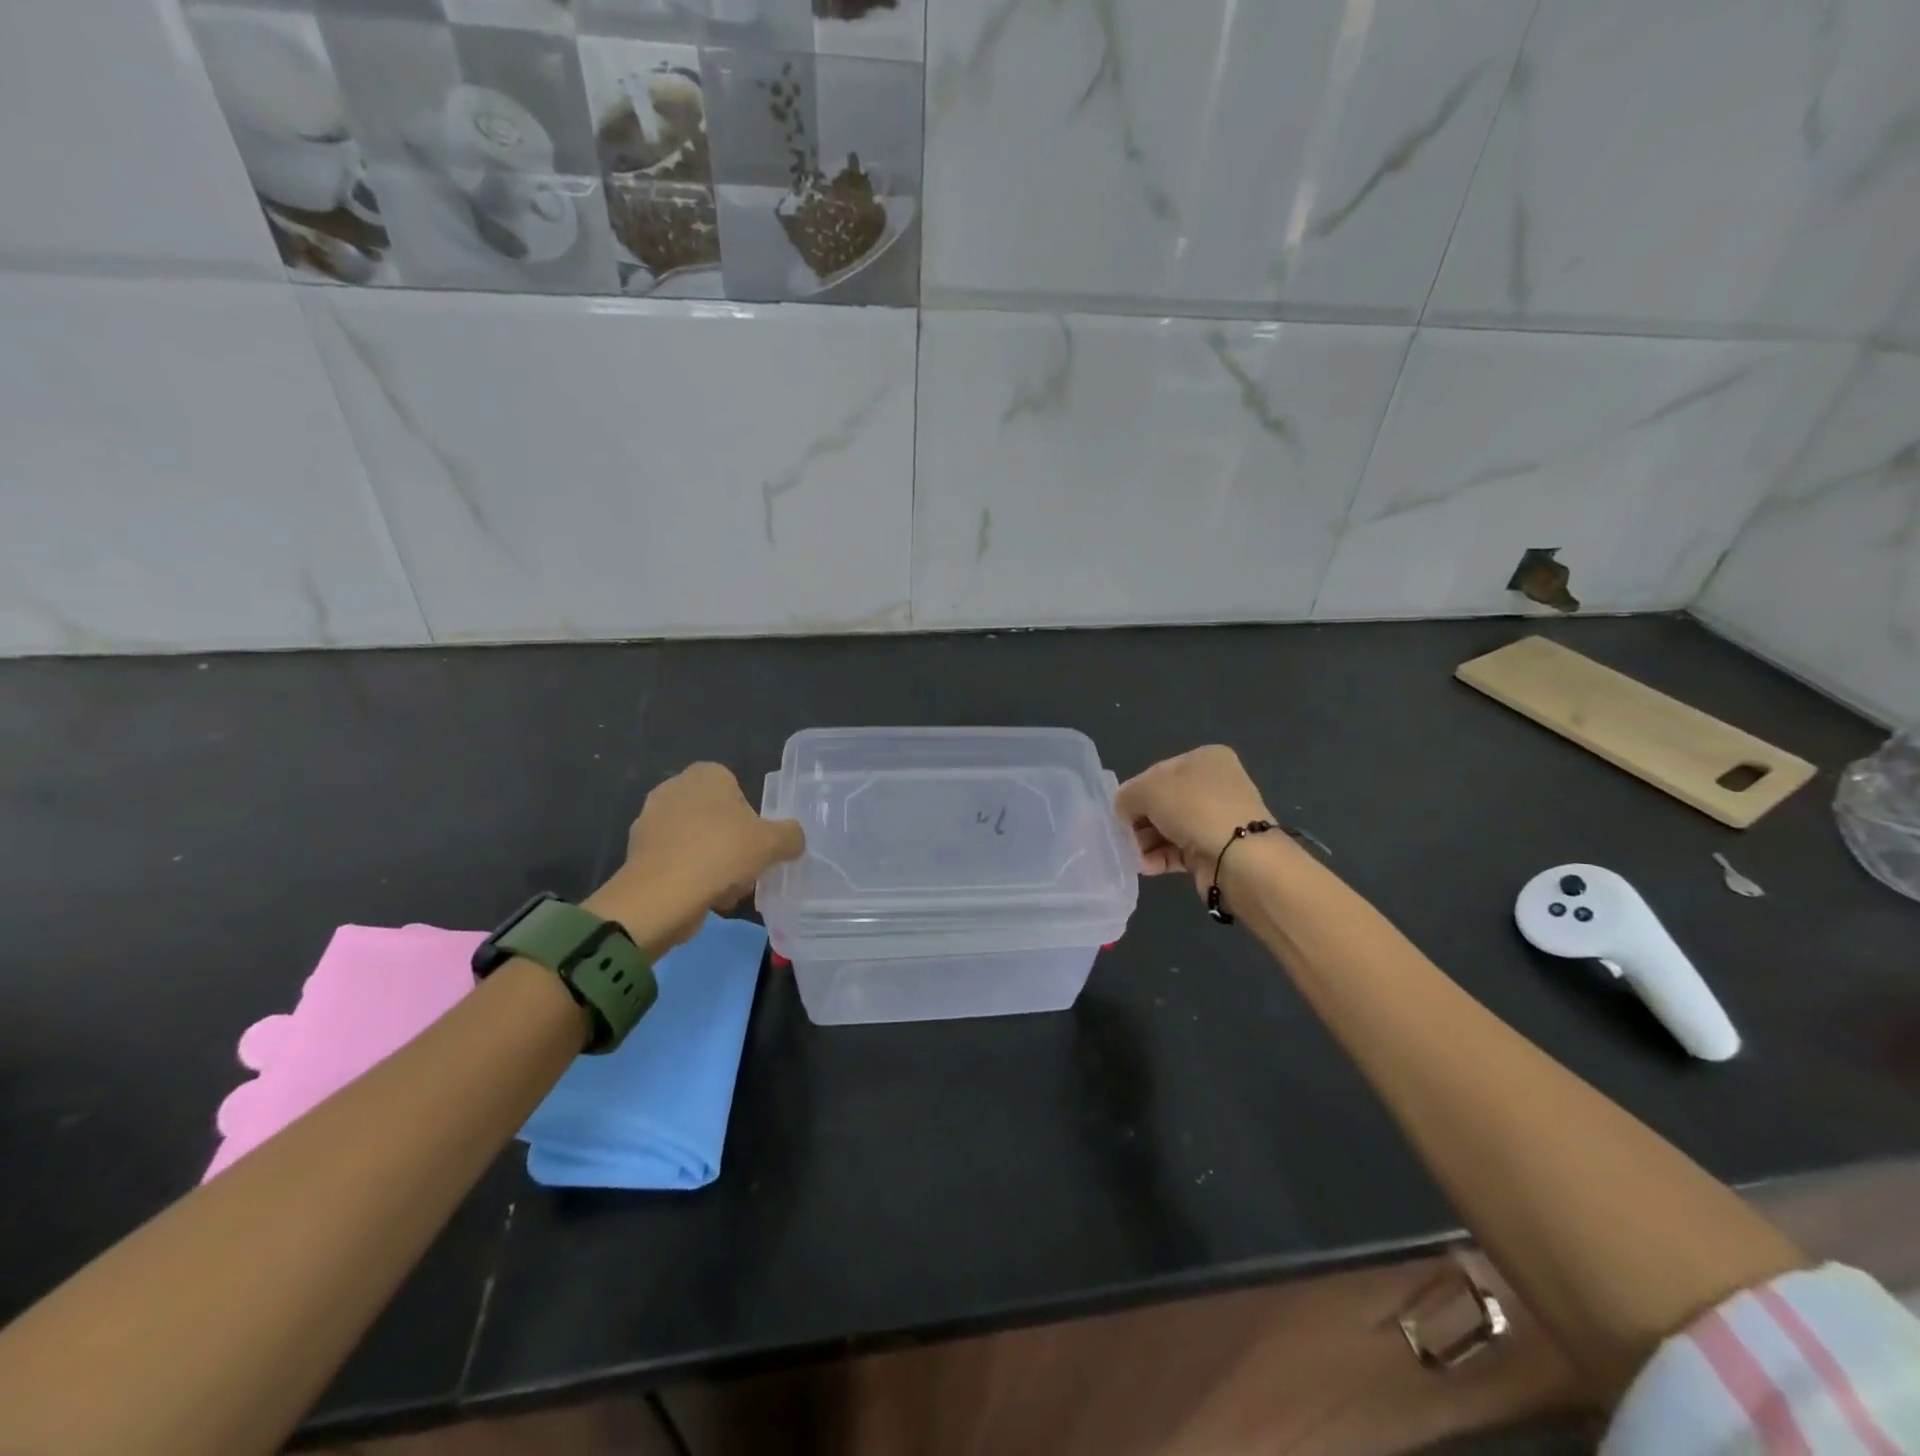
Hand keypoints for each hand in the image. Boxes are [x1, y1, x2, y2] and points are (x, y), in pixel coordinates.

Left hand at [587, 763, 804, 955]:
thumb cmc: (721, 853)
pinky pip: (676, 862)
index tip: (757, 844)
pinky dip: (689, 877)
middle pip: (717, 818)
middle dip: (731, 844)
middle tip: (746, 870)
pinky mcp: (637, 853)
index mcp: (705, 774)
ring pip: (697, 842)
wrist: (661, 895)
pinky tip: (702, 899)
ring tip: (726, 891)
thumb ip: (791, 835)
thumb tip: (793, 839)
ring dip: (713, 864)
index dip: (751, 818)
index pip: (737, 789)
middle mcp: (673, 788)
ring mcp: (650, 821)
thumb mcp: (774, 843)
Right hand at [1115, 745, 1276, 897]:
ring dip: (1147, 841)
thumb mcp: (1147, 790)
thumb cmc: (1193, 809)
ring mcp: (1218, 818)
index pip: (1157, 772)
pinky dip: (1159, 857)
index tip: (1120, 812)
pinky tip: (1145, 866)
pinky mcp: (1217, 849)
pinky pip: (1179, 849)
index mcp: (1205, 759)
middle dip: (1140, 820)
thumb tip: (1124, 810)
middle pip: (1163, 801)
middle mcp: (1215, 785)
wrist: (1240, 858)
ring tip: (1133, 855)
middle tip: (1123, 836)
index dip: (1135, 791)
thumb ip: (1126, 796)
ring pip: (1169, 827)